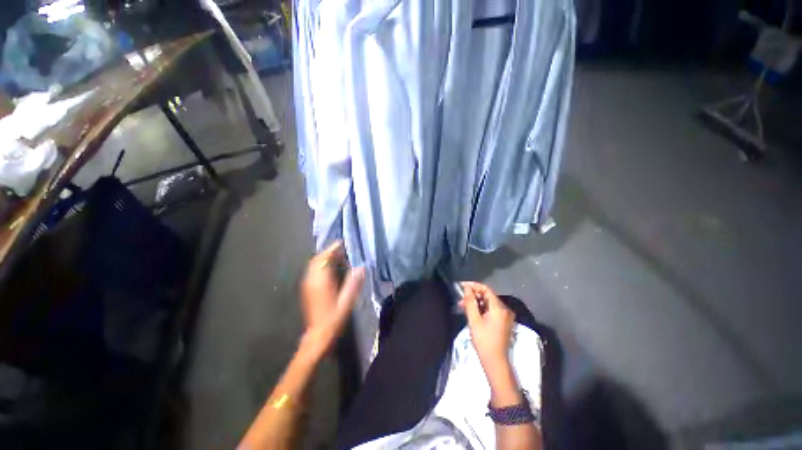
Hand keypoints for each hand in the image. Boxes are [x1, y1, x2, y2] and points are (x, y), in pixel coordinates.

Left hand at [299, 241, 364, 358]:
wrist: (318, 335)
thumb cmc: (334, 318)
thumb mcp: (347, 301)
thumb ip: (354, 283)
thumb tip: (362, 268)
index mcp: (321, 281)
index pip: (324, 259)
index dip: (333, 249)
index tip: (342, 243)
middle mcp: (312, 280)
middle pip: (317, 259)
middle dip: (328, 252)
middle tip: (341, 250)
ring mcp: (307, 285)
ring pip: (314, 264)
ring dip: (324, 258)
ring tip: (337, 257)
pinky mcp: (307, 289)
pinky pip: (313, 271)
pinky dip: (321, 265)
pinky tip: (330, 268)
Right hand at [460, 282, 520, 406]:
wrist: (495, 361)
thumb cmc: (483, 340)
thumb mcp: (474, 320)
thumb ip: (470, 302)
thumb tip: (466, 288)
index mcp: (499, 308)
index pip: (486, 289)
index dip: (473, 285)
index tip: (462, 285)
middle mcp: (505, 309)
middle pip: (487, 295)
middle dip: (473, 295)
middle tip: (460, 298)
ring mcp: (505, 316)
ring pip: (488, 303)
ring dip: (476, 302)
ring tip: (463, 306)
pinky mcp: (503, 321)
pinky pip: (491, 309)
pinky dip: (481, 308)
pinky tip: (471, 311)